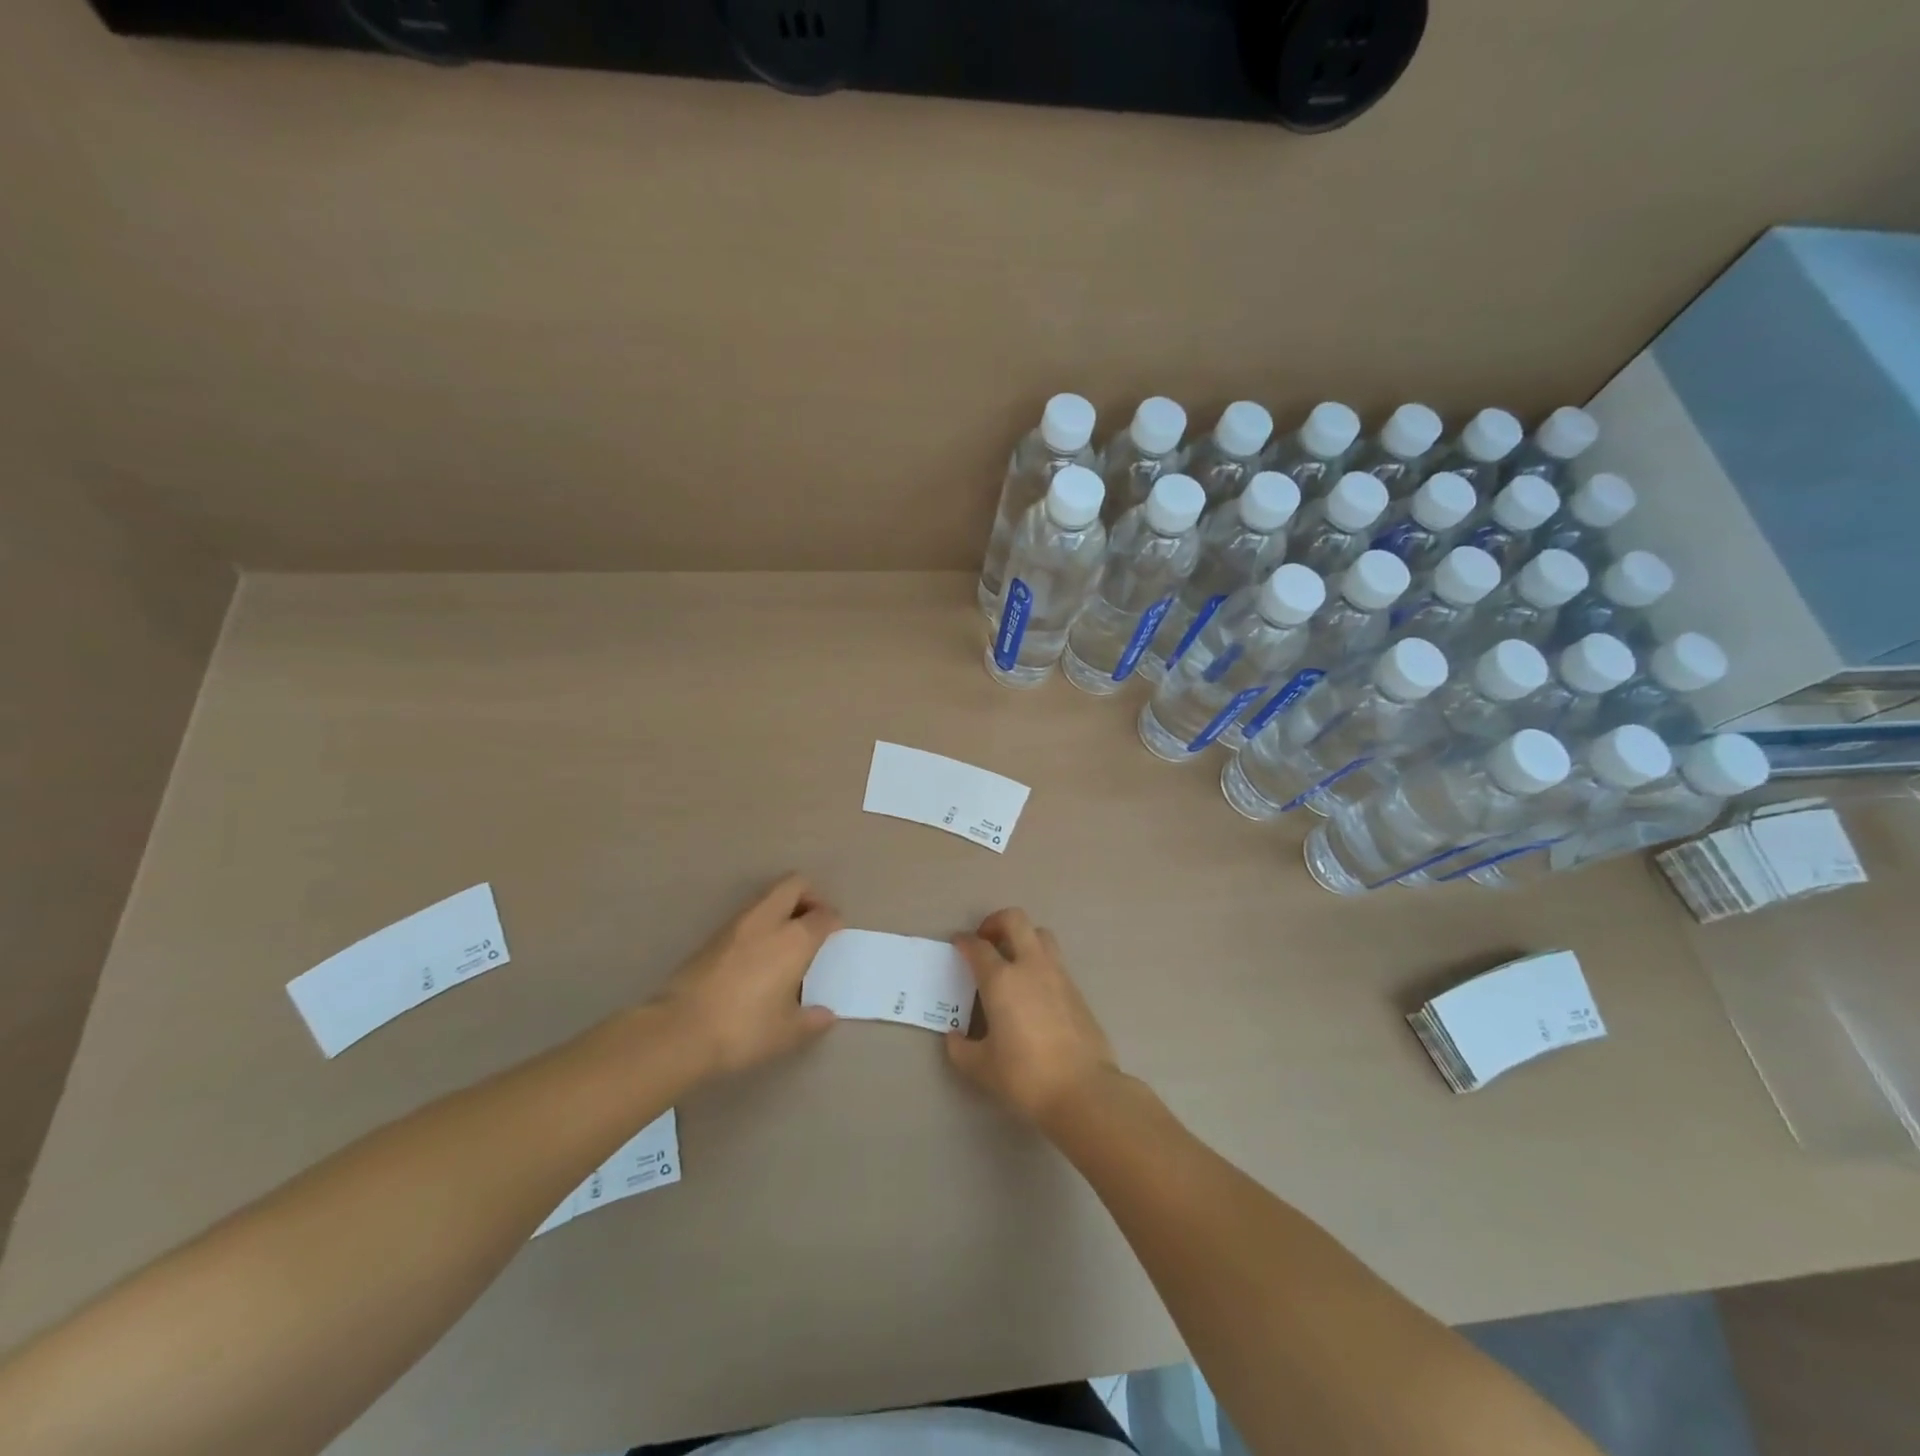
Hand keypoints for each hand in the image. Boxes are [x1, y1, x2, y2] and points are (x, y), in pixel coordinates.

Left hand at [655, 874, 841, 1076]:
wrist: (679, 1031)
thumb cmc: (744, 1029)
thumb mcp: (787, 1033)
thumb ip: (811, 1020)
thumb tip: (825, 1015)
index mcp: (795, 939)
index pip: (824, 914)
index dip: (834, 921)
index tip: (835, 935)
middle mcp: (768, 921)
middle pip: (794, 885)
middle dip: (809, 896)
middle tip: (813, 923)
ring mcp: (737, 925)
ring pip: (767, 897)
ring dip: (782, 908)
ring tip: (786, 941)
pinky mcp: (713, 936)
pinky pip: (748, 916)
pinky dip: (761, 923)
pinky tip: (759, 955)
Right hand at [946, 909, 1120, 1125]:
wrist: (1083, 1090)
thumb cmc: (1025, 1076)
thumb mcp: (981, 1068)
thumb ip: (960, 1048)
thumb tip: (954, 1036)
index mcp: (1001, 980)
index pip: (978, 947)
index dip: (964, 942)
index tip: (957, 945)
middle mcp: (1030, 966)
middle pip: (1014, 920)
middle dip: (995, 922)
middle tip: (986, 941)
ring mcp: (1058, 974)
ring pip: (1040, 934)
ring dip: (1023, 937)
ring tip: (1011, 960)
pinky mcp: (1076, 989)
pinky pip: (1055, 960)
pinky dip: (1039, 961)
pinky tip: (1033, 989)